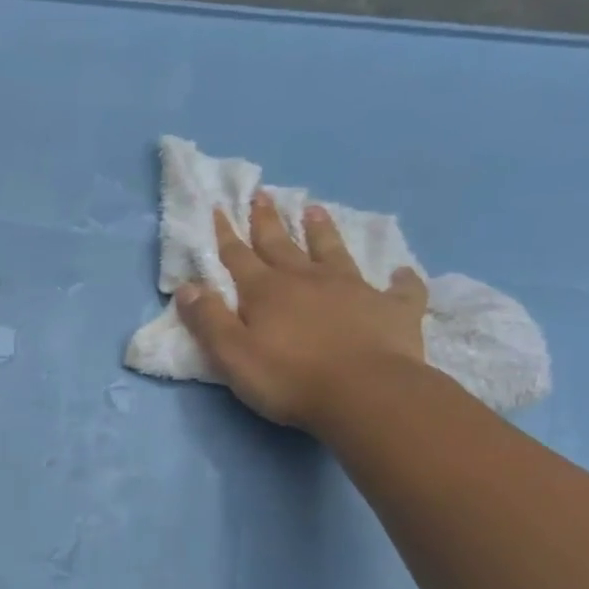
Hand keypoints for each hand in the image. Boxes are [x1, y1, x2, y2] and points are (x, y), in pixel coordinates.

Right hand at [177, 191, 428, 431]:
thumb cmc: (288, 378)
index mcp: (266, 291)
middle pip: (282, 244)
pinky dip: (400, 280)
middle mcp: (307, 280)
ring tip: (315, 210)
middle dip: (268, 221)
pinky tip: (401, 273)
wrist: (365, 394)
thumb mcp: (232, 354)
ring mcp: (354, 289)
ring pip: (334, 252)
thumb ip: (208, 320)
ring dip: (323, 231)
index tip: (220, 207)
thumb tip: (186, 286)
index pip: (239, 256)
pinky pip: (399, 289)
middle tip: (263, 195)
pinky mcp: (393, 309)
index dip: (226, 233)